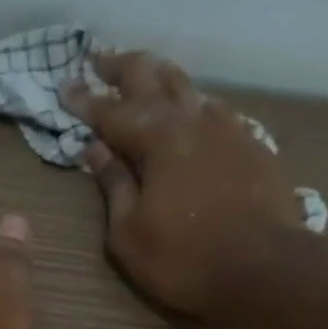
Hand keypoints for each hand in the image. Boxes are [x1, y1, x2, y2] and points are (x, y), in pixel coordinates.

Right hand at [62, 50, 300, 320]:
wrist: (263, 269)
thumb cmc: (183, 259)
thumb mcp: (129, 233)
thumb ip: (113, 186)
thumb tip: (96, 150)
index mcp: (157, 137)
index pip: (111, 111)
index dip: (85, 101)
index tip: (64, 87)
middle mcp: (192, 119)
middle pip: (153, 78)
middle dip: (122, 67)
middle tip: (100, 59)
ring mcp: (228, 128)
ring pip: (189, 87)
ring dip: (162, 78)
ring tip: (146, 74)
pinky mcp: (252, 145)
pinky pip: (216, 111)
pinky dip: (194, 105)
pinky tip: (193, 112)